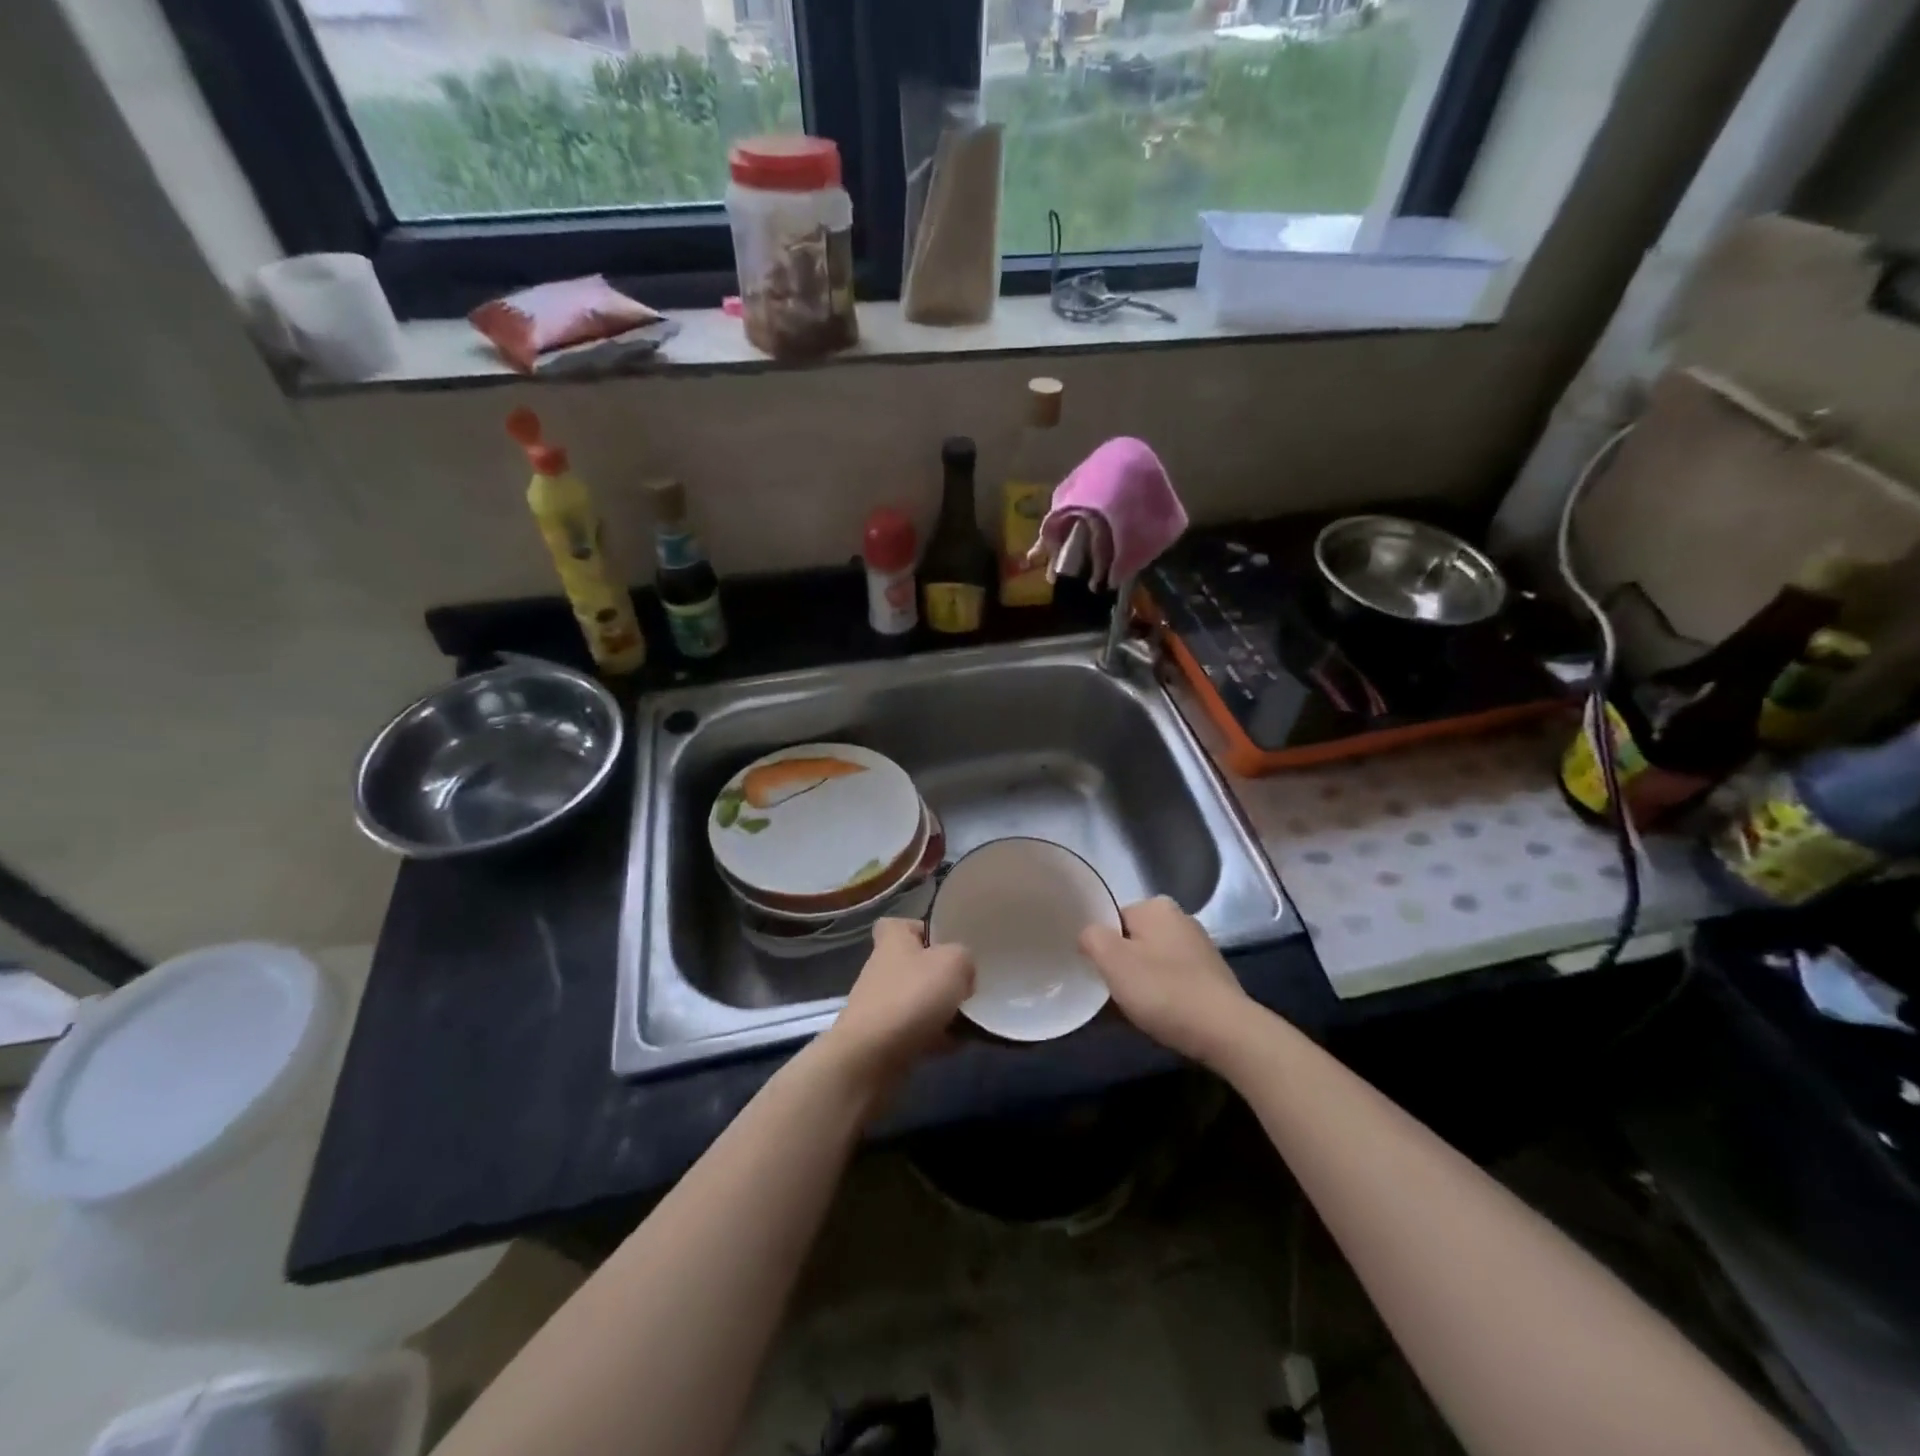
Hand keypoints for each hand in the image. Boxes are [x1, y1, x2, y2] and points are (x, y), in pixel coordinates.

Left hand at [816, 918, 974, 1094]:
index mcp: (893, 940)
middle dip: (942, 977)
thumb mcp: (953, 962)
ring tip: (970, 1020)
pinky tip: (957, 1044)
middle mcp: (882, 968)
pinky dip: (937, 1037)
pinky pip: (918, 1031)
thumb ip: (965, 958)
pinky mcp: (884, 1038)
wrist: (872, 1056)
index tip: (945, 944)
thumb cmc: (912, 997)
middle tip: (967, 987)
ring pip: (920, 1000)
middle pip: (916, 965)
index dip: (922, 930)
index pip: (900, 925)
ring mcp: (881, 1005)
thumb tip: (963, 974)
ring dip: (943, 1010)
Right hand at [1079, 896, 1248, 1065]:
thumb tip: (1089, 936)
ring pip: (1154, 961)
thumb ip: (1091, 938)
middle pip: (1133, 940)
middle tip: (1113, 994)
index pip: (1113, 919)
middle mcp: (1181, 918)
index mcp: (1156, 906)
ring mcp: (1200, 947)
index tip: (1098, 974)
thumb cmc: (1163, 990)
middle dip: (1122, 965)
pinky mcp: (1213, 976)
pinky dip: (1164, 994)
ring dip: (1143, 982)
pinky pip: (1175, 980)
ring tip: (1137, 1010)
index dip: (1101, 947)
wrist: (1225, 1032)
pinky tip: (1162, 1016)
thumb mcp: (1112, 961)